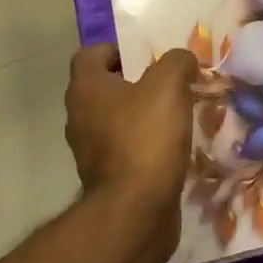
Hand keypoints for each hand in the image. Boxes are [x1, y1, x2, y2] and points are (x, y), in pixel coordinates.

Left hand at [64, 44, 198, 243]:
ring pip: (115, 119)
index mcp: (86, 89)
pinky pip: (124, 149)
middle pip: (105, 87)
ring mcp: (90, 151)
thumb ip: (177, 62)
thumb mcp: (169, 85)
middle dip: (135, 82)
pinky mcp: (106, 178)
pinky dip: (144, 145)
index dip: (118, 50)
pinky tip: (171, 147)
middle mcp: (79, 116)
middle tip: (168, 84)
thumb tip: (182, 60)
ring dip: (141, 115)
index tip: (148, 57)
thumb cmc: (146, 138)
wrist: (136, 213)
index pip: (91, 54)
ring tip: (175, 115)